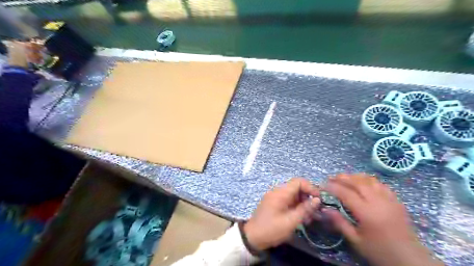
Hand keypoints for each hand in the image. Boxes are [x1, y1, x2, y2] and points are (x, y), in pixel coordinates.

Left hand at [245, 178, 317, 250]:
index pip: (298, 181)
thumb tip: (317, 199)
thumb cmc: (271, 229)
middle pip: (297, 187)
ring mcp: (275, 197)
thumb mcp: (290, 222)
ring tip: (309, 218)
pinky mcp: (274, 203)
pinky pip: (288, 200)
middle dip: (308, 197)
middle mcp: (277, 191)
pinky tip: (300, 218)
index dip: (310, 188)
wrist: (252, 237)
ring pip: (293, 195)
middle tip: (315, 212)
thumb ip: (304, 209)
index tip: (319, 200)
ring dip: (303, 203)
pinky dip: (296, 206)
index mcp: (280, 193)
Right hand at [324, 173, 442, 265]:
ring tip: (345, 178)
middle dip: (342, 177)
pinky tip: (363, 183)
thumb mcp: (356, 241)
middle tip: (331, 178)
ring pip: (370, 180)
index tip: (322, 185)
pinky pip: (381, 184)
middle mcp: (378, 202)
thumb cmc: (379, 251)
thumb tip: (325, 209)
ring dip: (355, 176)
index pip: (346, 193)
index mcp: (367, 213)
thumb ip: (340, 223)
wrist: (410, 259)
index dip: (332, 187)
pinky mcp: (396, 201)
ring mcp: (389, 199)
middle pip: (357, 182)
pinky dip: (369, 180)